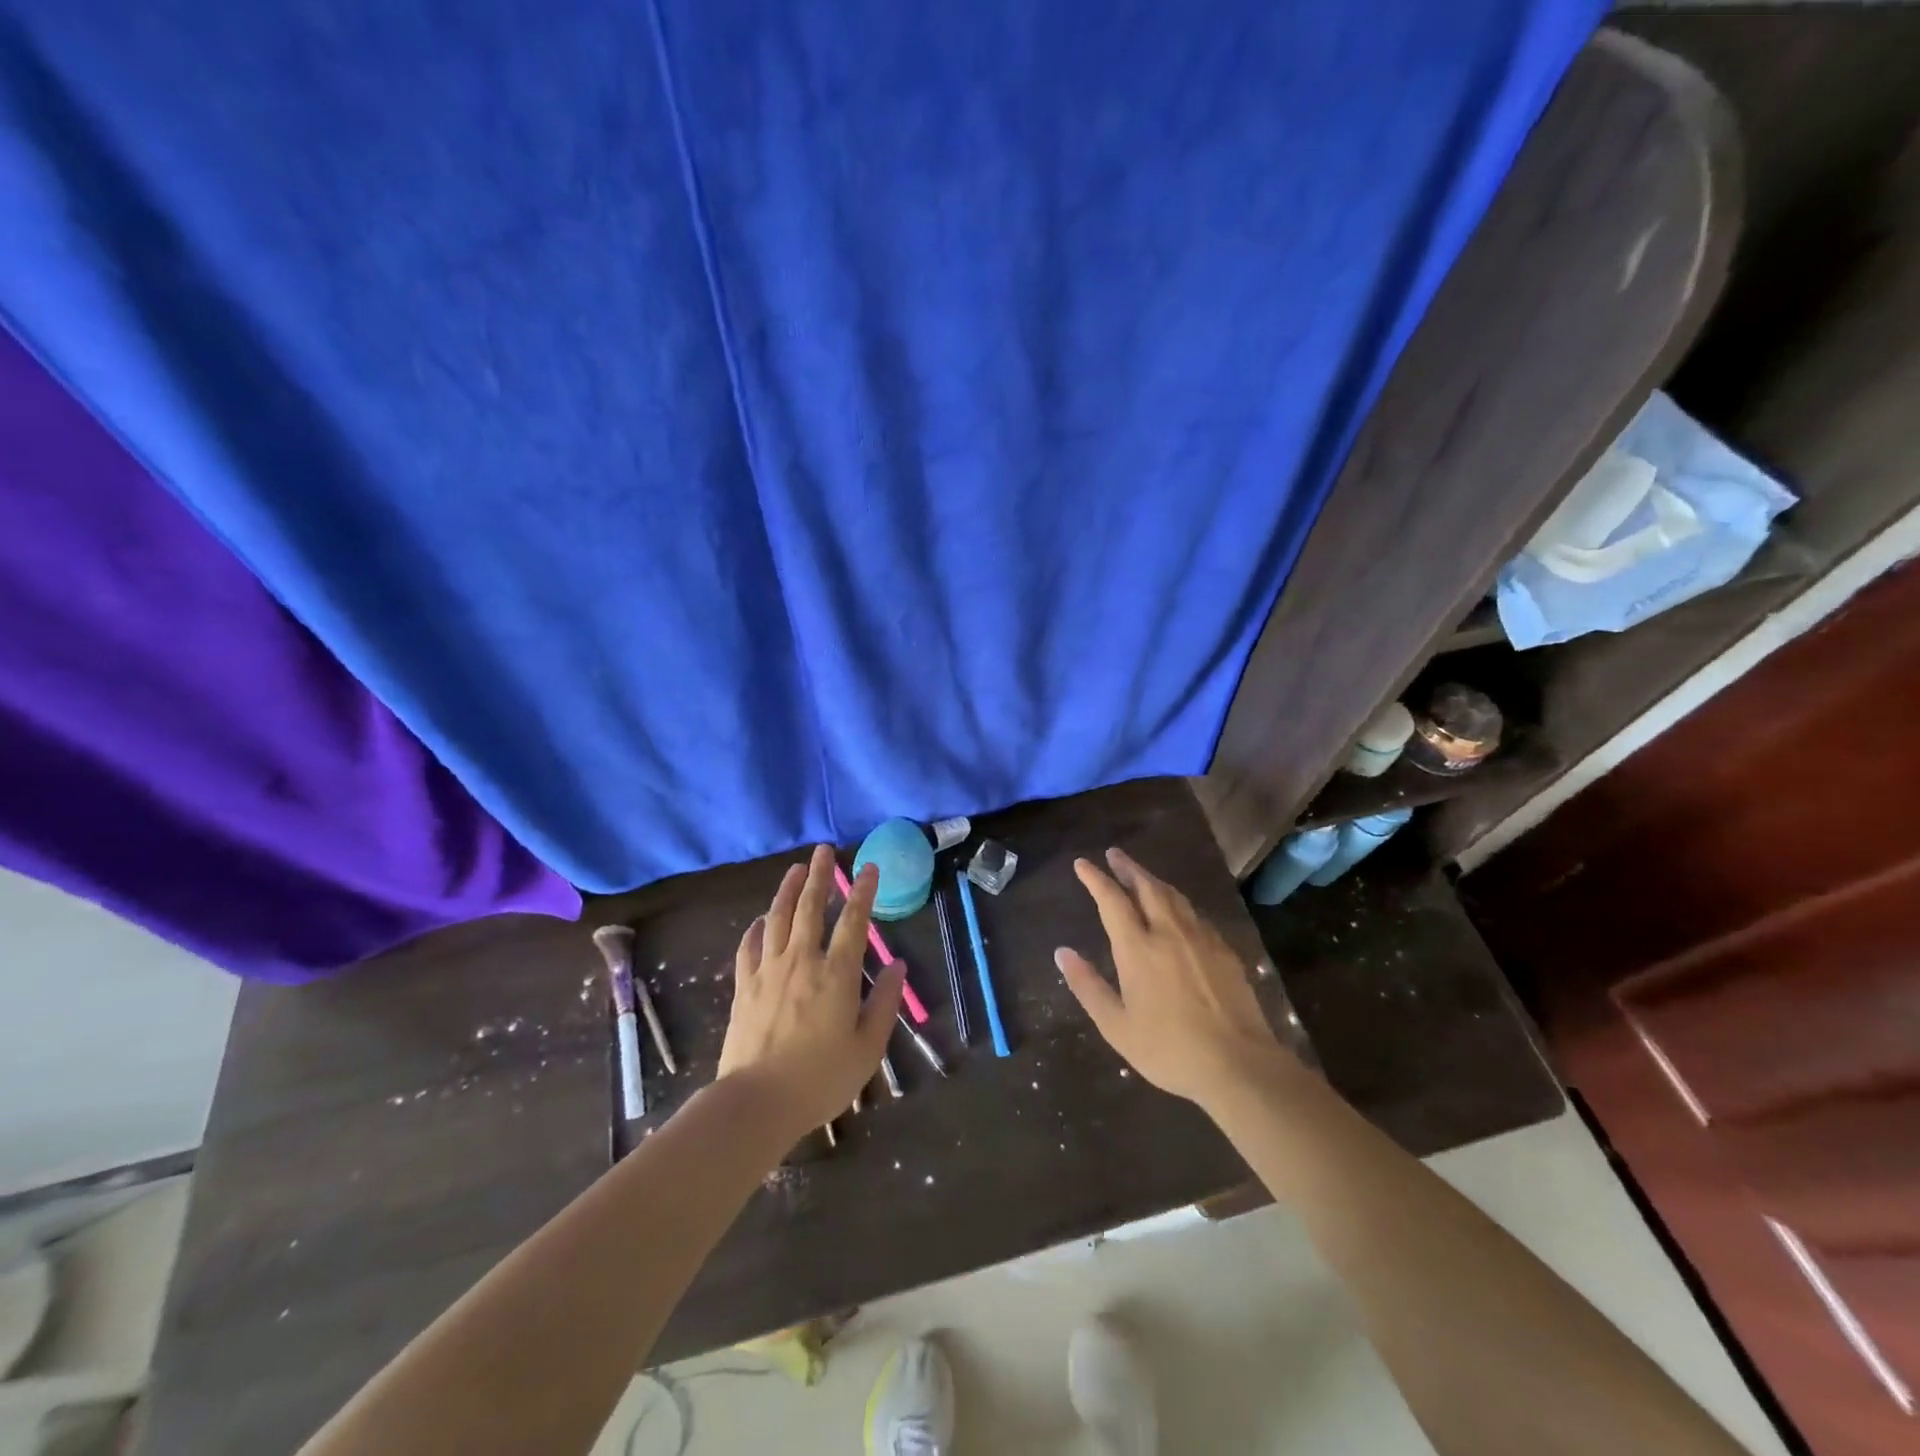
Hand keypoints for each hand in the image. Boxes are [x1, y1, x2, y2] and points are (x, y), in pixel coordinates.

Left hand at [718, 845, 903, 1142]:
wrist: (757, 1102)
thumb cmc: (821, 1078)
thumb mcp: (868, 1047)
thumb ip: (885, 1003)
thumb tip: (899, 966)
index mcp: (836, 974)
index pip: (853, 922)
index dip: (863, 892)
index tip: (869, 868)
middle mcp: (802, 961)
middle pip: (811, 908)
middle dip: (820, 876)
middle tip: (824, 851)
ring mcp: (769, 971)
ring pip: (778, 918)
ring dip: (787, 890)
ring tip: (795, 870)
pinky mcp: (745, 987)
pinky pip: (749, 947)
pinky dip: (757, 928)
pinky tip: (760, 920)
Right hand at [1056, 847, 1287, 1111]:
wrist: (1238, 1064)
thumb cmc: (1169, 1049)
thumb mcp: (1116, 1026)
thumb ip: (1088, 986)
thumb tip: (1062, 952)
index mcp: (1138, 949)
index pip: (1112, 900)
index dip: (1095, 878)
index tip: (1083, 863)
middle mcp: (1168, 932)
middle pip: (1146, 887)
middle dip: (1128, 867)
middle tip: (1114, 854)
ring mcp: (1201, 938)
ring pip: (1174, 896)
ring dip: (1153, 880)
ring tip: (1142, 876)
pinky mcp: (1225, 951)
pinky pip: (1196, 915)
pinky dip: (1179, 903)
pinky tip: (1179, 911)